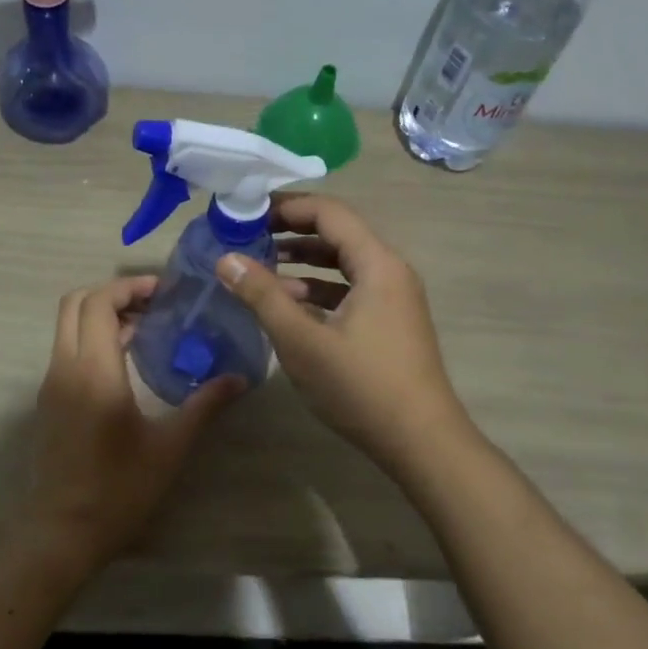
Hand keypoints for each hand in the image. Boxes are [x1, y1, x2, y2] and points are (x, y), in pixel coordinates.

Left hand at [27, 276, 242, 570]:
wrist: (63, 530)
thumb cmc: (120, 488)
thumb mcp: (170, 446)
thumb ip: (205, 404)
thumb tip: (240, 378)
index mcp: (94, 371)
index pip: (98, 303)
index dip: (128, 287)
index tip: (163, 292)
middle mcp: (65, 367)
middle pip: (75, 303)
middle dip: (112, 293)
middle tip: (154, 304)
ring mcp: (52, 383)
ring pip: (67, 325)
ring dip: (101, 315)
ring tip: (147, 327)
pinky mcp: (49, 400)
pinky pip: (66, 349)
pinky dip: (91, 337)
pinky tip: (127, 360)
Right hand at [215, 195, 471, 470]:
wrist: (421, 442)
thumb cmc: (361, 387)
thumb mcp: (302, 341)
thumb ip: (262, 296)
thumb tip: (226, 259)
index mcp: (377, 264)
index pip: (330, 213)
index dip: (287, 206)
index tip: (247, 211)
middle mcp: (390, 271)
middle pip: (338, 233)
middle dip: (291, 231)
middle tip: (248, 235)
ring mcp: (394, 298)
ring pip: (344, 264)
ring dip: (304, 262)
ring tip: (262, 267)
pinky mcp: (390, 323)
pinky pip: (351, 290)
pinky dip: (319, 289)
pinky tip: (290, 305)